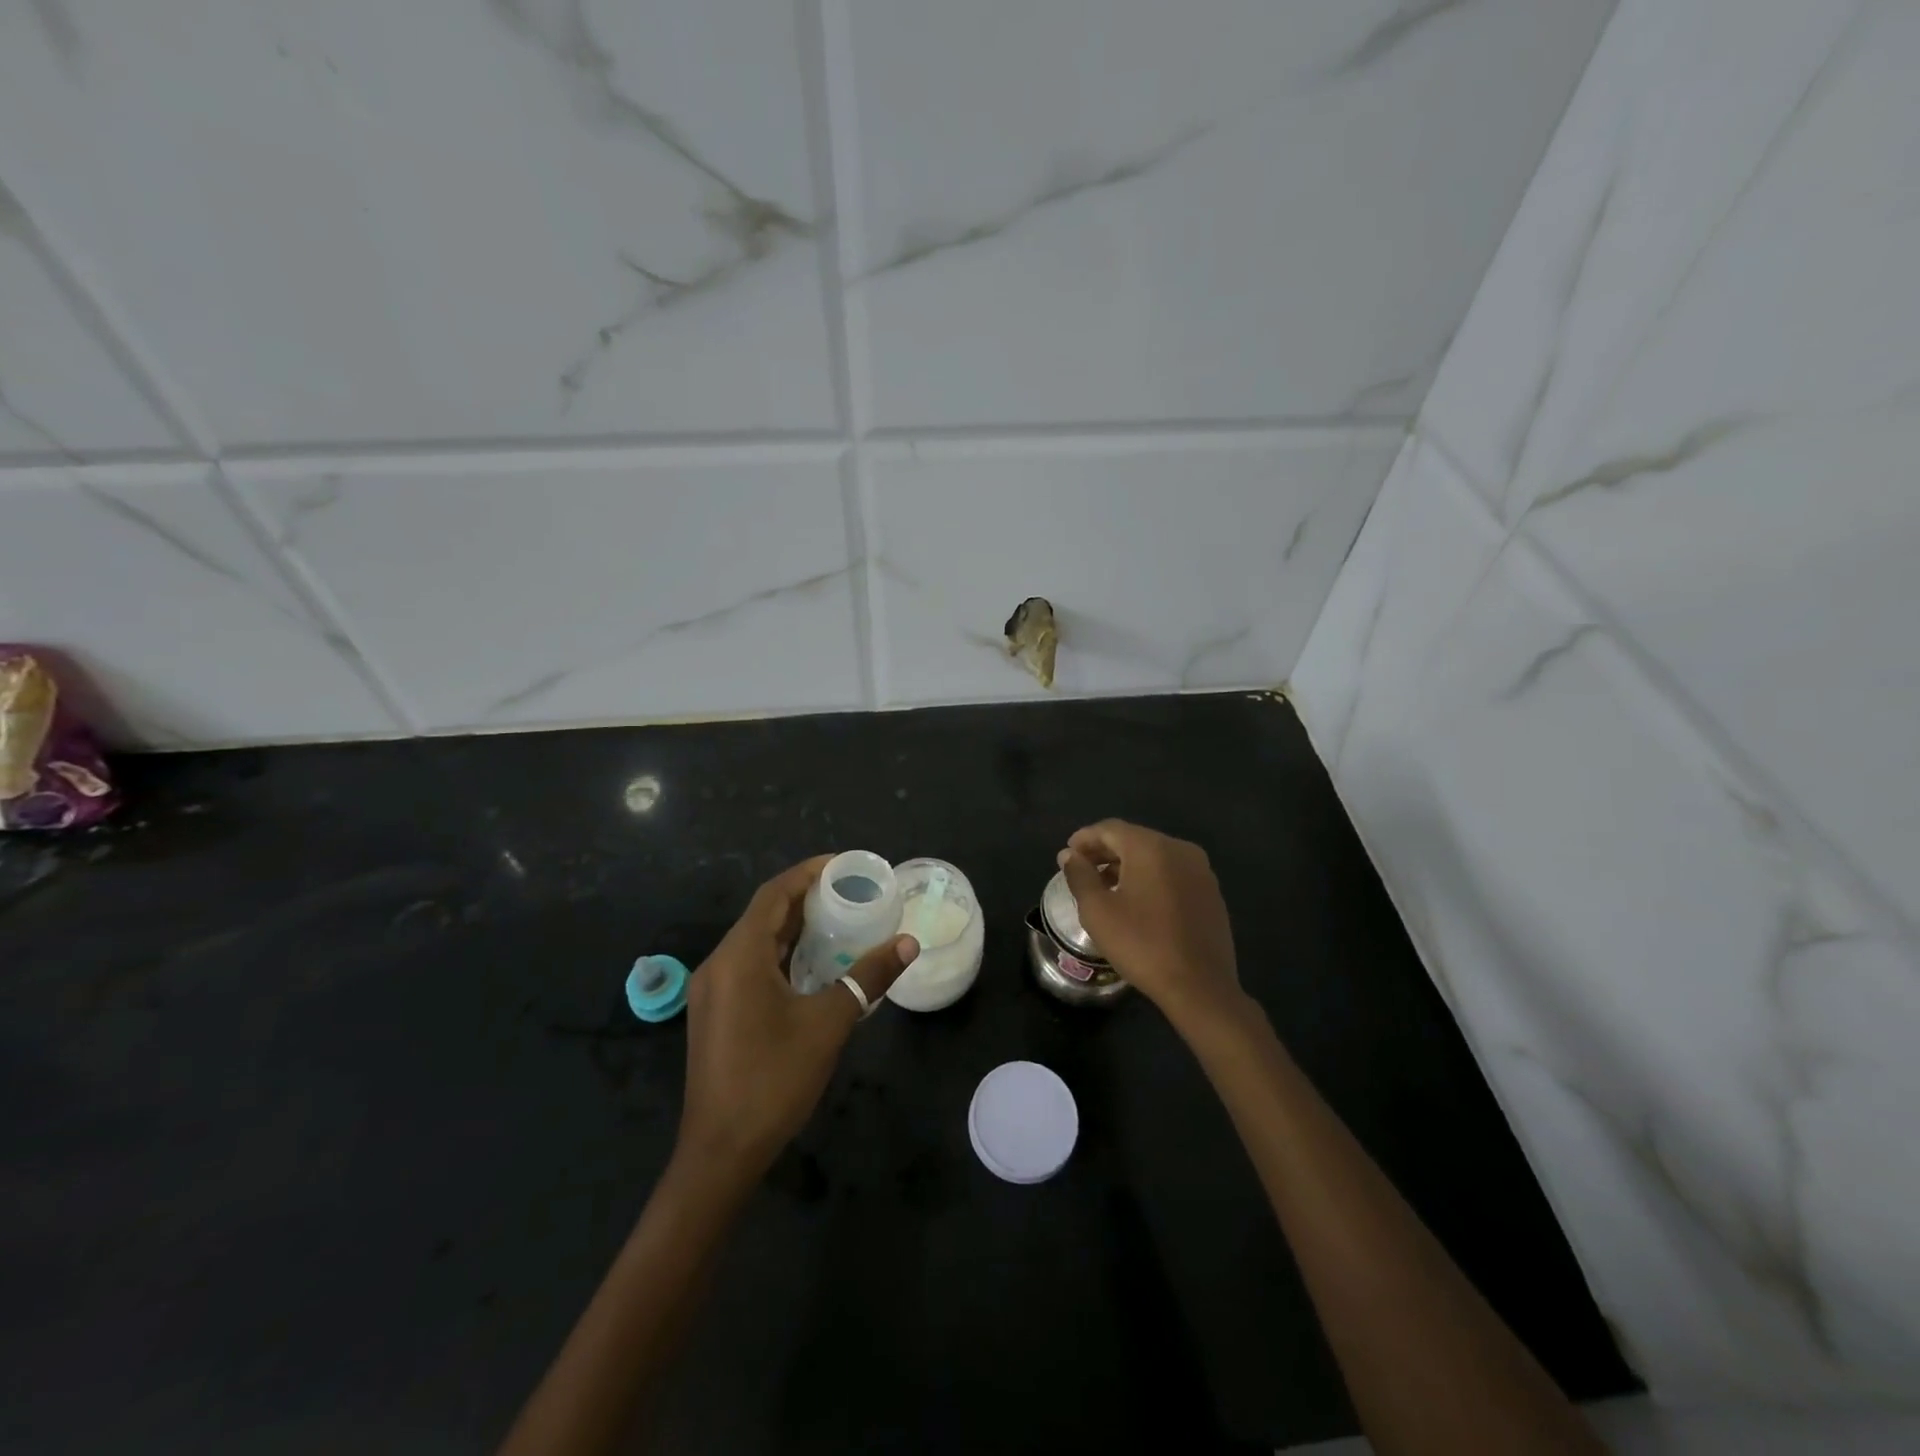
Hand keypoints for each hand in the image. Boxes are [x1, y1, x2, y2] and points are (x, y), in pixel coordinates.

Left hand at [676, 857, 917, 1185]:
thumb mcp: (829, 1023)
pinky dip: (781, 955)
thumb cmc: (774, 1079)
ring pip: (755, 942)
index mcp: (739, 956)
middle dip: (805, 899)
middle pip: (763, 915)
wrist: (722, 1152)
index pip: (774, 894)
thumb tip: (908, 944)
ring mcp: (712, 991)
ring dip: (793, 928)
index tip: (844, 866)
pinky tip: (812, 966)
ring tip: (838, 922)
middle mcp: (718, 964)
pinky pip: (749, 966)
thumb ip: (868, 977)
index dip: (808, 873)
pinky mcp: (716, 1013)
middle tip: (850, 893)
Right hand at [1057, 820, 1241, 1029]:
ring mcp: (1200, 870)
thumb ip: (1079, 875)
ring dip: (1127, 865)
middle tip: (1081, 868)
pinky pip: (1172, 873)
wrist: (1200, 987)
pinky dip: (1150, 877)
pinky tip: (1137, 901)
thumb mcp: (1097, 910)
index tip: (1067, 854)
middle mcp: (1180, 849)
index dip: (1085, 838)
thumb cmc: (1142, 944)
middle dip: (1105, 851)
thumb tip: (1069, 855)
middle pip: (1134, 839)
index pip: (1110, 829)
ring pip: (1154, 856)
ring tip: (1105, 886)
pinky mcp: (1211, 892)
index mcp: (1151, 847)